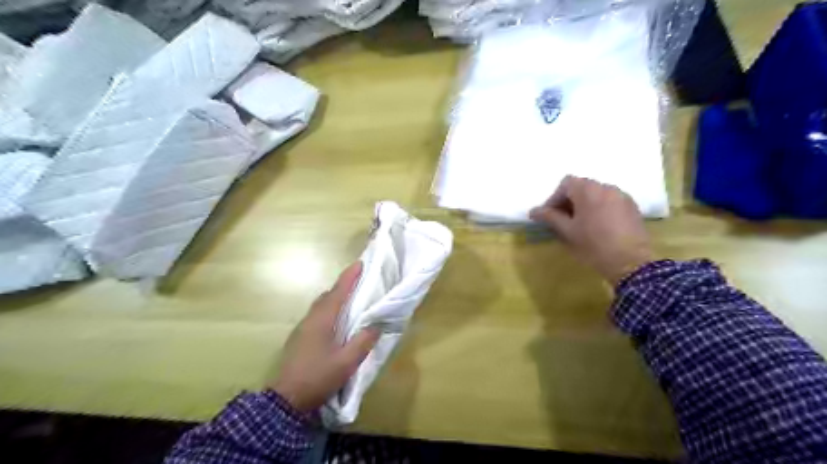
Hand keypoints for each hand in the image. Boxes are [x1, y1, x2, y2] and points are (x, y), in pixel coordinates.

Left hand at [269, 262, 380, 411]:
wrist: (286, 400)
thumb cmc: (318, 377)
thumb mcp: (346, 363)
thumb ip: (363, 342)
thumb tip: (375, 325)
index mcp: (323, 320)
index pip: (338, 291)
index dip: (349, 276)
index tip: (360, 263)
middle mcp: (311, 319)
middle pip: (328, 295)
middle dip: (343, 285)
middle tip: (360, 282)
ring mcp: (302, 328)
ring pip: (321, 305)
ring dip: (335, 298)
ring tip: (351, 300)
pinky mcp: (299, 338)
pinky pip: (317, 315)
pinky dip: (329, 310)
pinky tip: (336, 322)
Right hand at [533, 176, 655, 283]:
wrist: (631, 262)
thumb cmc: (593, 245)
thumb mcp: (568, 232)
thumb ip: (550, 217)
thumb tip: (533, 211)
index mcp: (588, 190)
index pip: (565, 184)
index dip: (554, 198)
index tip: (550, 216)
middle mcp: (605, 186)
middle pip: (581, 186)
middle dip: (569, 201)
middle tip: (563, 220)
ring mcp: (621, 196)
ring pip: (596, 194)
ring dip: (584, 204)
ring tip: (581, 224)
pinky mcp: (632, 207)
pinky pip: (610, 201)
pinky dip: (599, 208)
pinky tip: (598, 226)